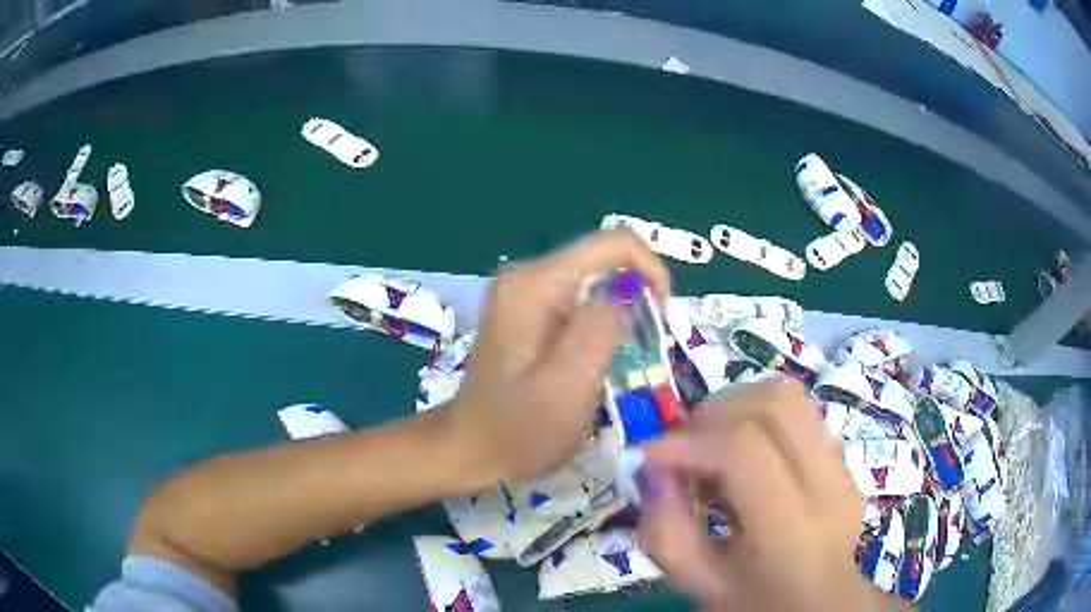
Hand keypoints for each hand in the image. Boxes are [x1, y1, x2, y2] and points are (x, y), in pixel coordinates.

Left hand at [448, 230, 669, 481]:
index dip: (650, 268)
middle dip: (634, 293)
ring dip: (618, 311)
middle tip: (643, 345)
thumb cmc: (520, 429)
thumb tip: (622, 297)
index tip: (662, 312)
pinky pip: (576, 299)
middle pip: (602, 259)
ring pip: (592, 280)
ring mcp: (522, 291)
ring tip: (620, 357)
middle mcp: (525, 276)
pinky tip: (596, 357)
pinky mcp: (524, 310)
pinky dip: (598, 321)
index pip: (611, 243)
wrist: (472, 447)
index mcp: (534, 285)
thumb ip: (601, 330)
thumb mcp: (569, 386)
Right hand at [637, 381, 880, 611]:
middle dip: (715, 416)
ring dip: (738, 409)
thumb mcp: (699, 584)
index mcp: (792, 529)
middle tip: (685, 451)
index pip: (745, 451)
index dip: (690, 443)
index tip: (651, 457)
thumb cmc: (756, 603)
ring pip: (789, 396)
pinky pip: (799, 414)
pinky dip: (759, 419)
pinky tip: (744, 457)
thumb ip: (666, 533)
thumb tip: (655, 474)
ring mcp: (841, 467)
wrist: (820, 605)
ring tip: (713, 447)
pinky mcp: (841, 460)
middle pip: (774, 405)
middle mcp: (827, 485)